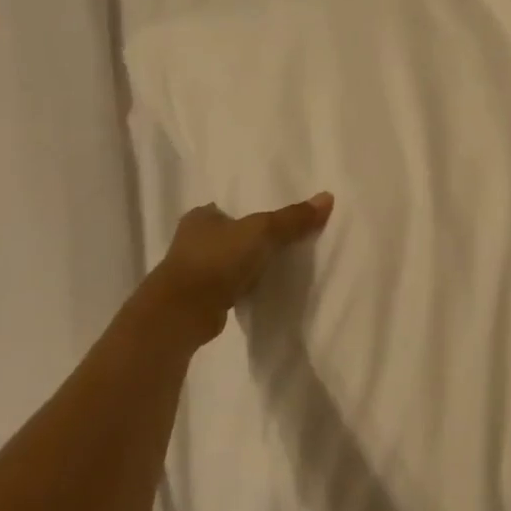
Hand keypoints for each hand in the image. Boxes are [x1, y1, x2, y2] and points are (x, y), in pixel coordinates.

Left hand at [146, 194, 333, 348]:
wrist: (182, 313)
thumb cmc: (217, 260)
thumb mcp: (262, 232)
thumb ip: (293, 218)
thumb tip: (328, 197)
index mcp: (201, 216)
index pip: (230, 207)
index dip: (252, 211)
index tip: (275, 218)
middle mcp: (192, 240)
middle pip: (230, 234)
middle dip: (251, 239)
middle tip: (283, 241)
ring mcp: (192, 271)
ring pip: (228, 261)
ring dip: (246, 264)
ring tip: (277, 265)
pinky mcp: (198, 298)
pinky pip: (228, 285)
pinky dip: (242, 286)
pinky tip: (261, 289)